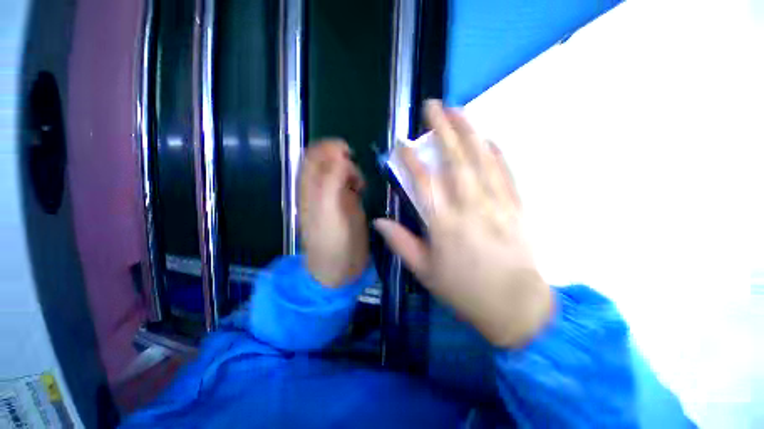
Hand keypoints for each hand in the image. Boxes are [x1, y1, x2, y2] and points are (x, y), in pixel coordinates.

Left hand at [299, 140, 368, 286]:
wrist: (340, 267)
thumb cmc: (332, 241)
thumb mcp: (329, 209)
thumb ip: (332, 181)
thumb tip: (341, 156)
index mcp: (310, 188)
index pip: (313, 156)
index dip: (327, 148)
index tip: (347, 152)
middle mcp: (320, 189)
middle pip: (327, 161)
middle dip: (342, 159)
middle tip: (356, 170)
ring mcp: (335, 196)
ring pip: (341, 171)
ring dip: (352, 170)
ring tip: (360, 184)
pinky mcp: (348, 204)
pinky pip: (351, 183)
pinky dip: (357, 180)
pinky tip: (363, 189)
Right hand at [374, 101, 551, 347]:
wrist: (515, 306)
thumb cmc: (464, 291)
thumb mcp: (425, 272)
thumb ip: (401, 243)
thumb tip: (379, 221)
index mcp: (444, 225)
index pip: (423, 182)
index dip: (410, 159)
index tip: (400, 142)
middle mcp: (471, 207)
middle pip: (456, 160)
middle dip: (443, 129)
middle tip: (433, 107)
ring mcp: (497, 204)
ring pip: (482, 159)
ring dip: (469, 131)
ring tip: (459, 110)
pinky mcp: (516, 207)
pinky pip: (506, 172)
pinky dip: (496, 153)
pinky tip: (488, 139)